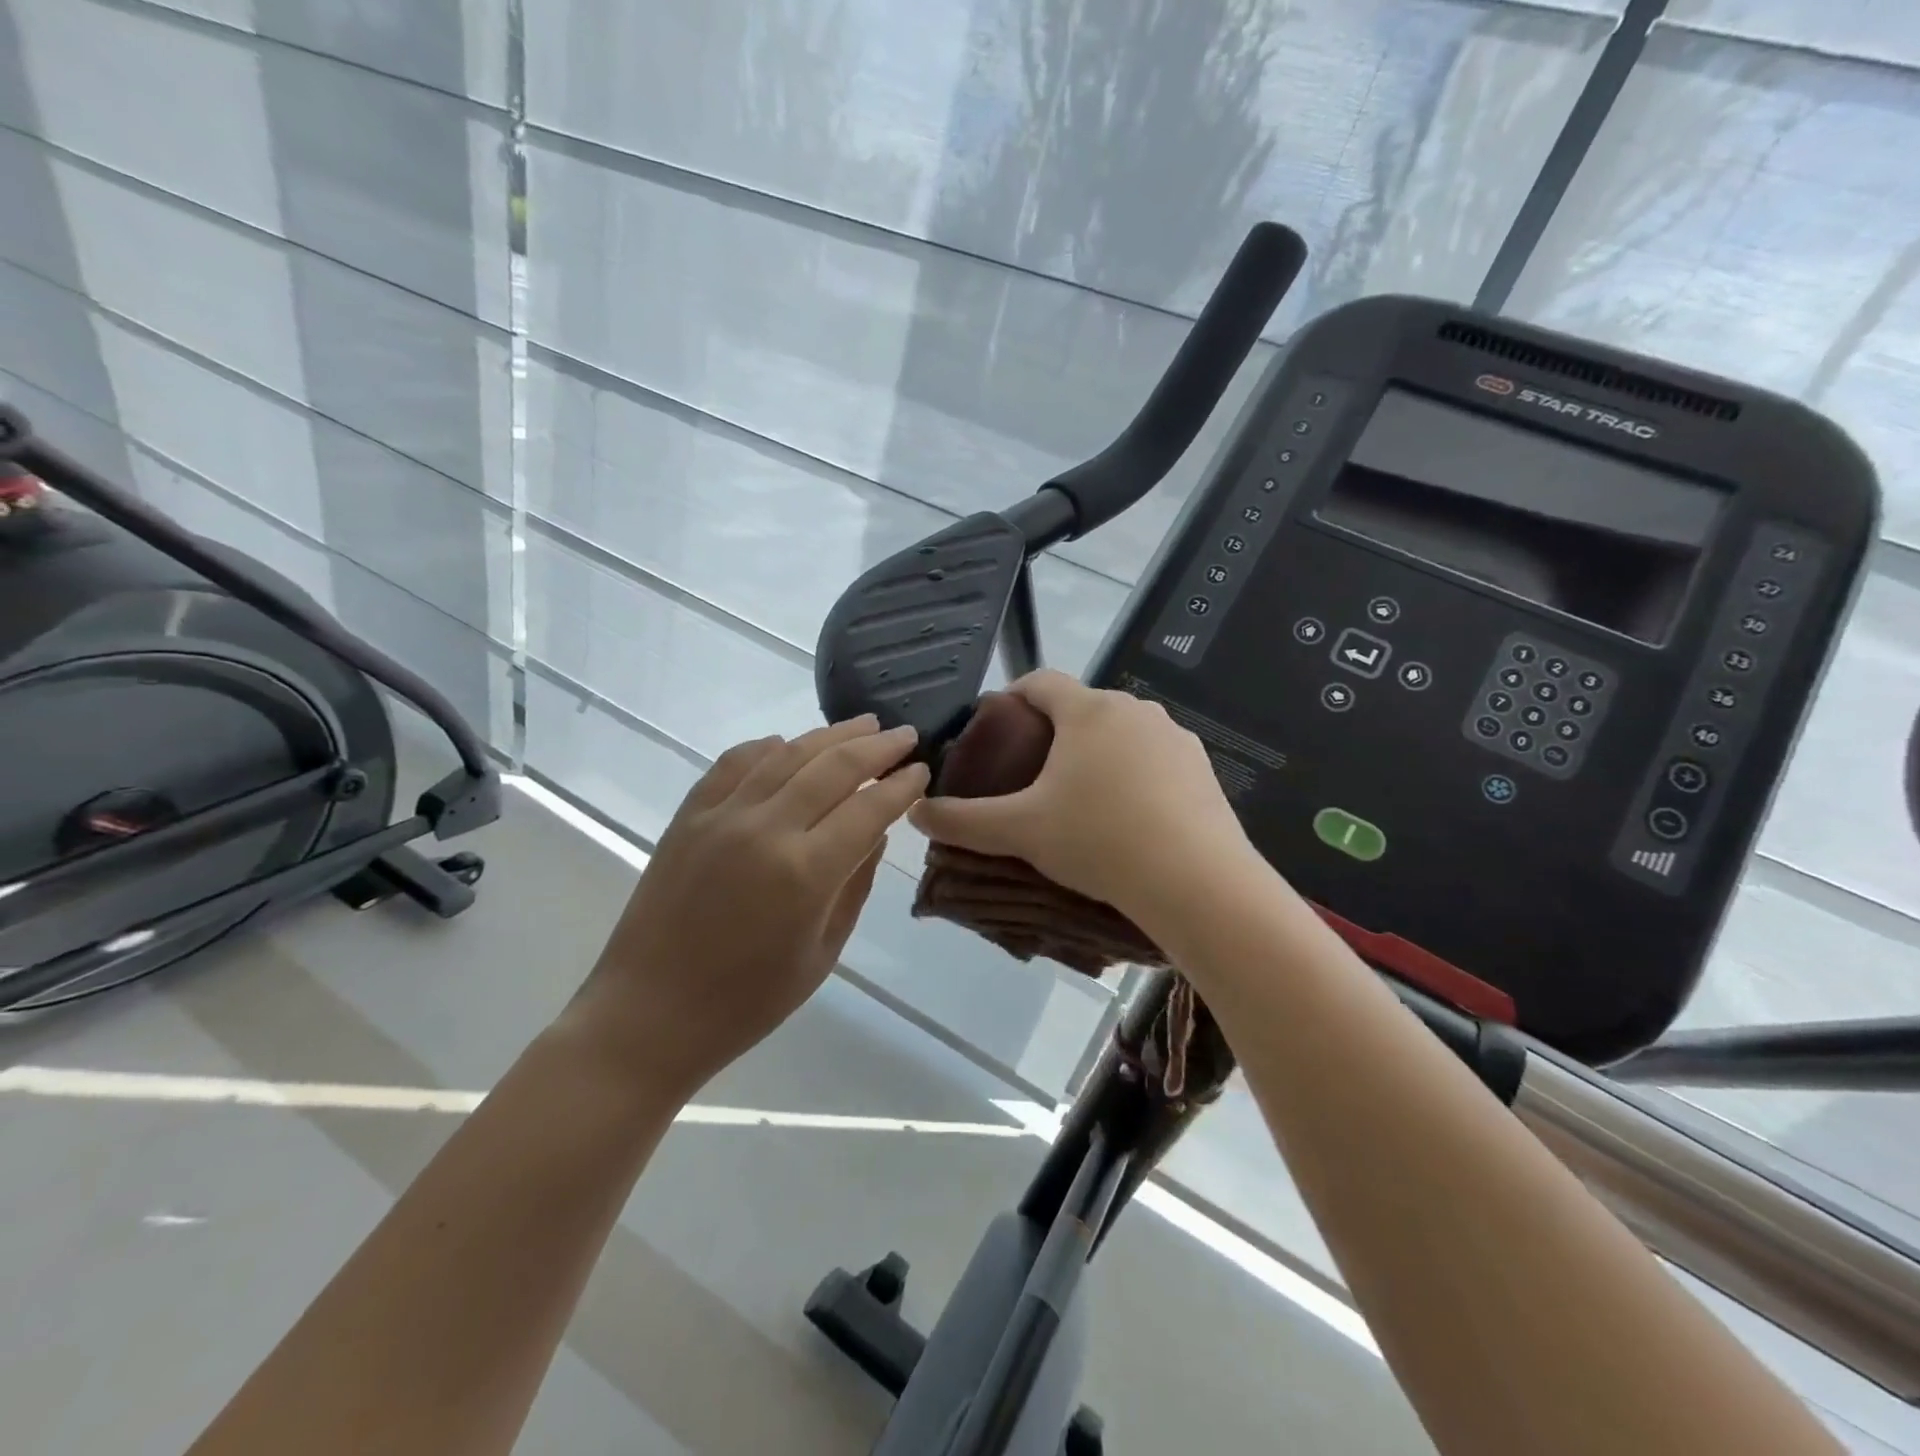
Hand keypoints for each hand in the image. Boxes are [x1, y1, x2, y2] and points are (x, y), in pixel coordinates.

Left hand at [566, 716, 928, 1097]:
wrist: (649, 1013)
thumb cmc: (747, 1001)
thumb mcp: (823, 952)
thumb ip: (855, 885)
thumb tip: (876, 832)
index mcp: (806, 873)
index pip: (869, 809)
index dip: (901, 785)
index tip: (922, 769)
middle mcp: (766, 829)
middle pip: (833, 767)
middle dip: (877, 747)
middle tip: (905, 734)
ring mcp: (722, 816)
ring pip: (787, 753)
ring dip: (830, 735)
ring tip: (862, 725)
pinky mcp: (689, 815)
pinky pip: (735, 762)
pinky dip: (768, 747)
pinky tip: (788, 744)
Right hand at [908, 670, 1258, 923]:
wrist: (1196, 882)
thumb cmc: (1098, 840)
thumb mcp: (1021, 832)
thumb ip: (963, 821)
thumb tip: (915, 813)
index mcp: (1087, 711)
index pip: (1041, 681)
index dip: (1014, 695)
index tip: (1000, 723)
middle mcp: (1133, 710)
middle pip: (1082, 708)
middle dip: (1055, 733)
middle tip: (1033, 775)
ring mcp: (1174, 737)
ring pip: (1122, 734)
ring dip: (1098, 754)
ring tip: (1083, 800)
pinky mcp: (1203, 767)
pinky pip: (1156, 759)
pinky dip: (1136, 775)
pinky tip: (1130, 817)